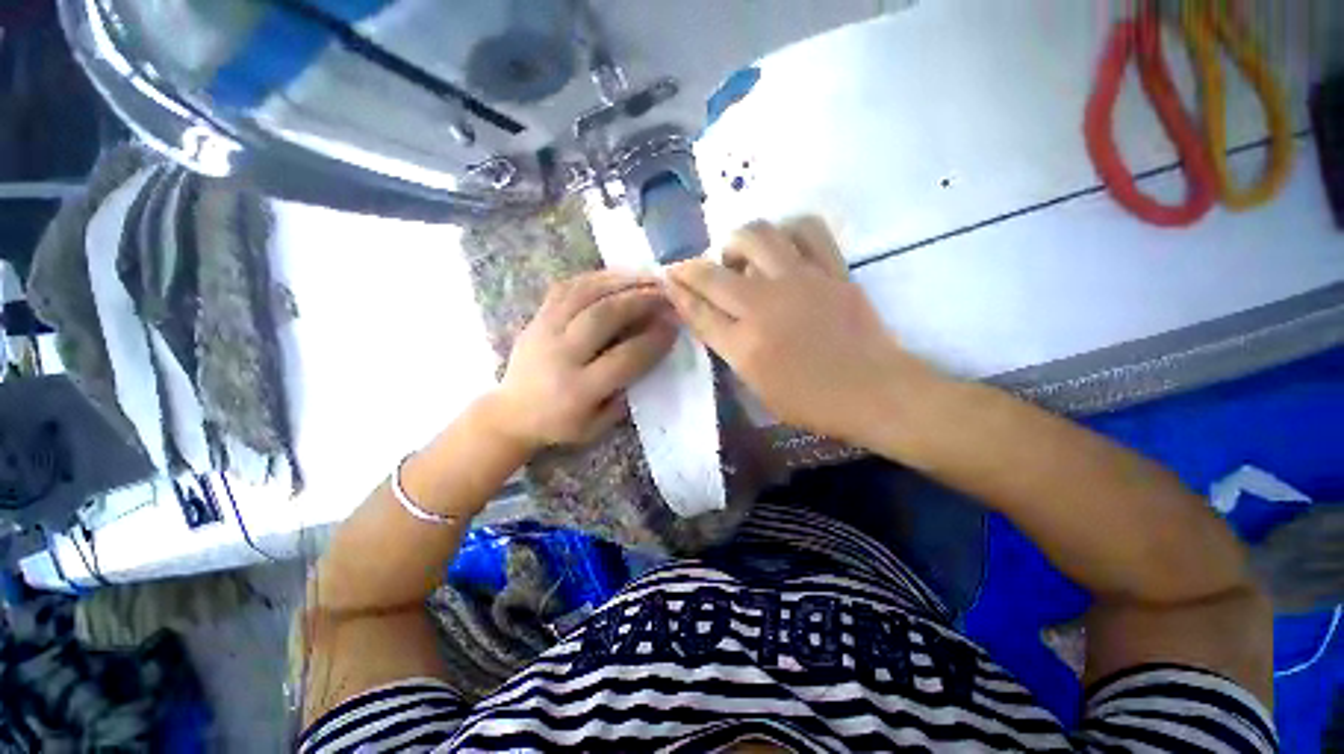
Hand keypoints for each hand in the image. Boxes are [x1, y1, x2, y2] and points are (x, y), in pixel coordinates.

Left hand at [491, 270, 677, 450]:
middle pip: (603, 316)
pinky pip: (566, 287)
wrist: (511, 414)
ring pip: (585, 294)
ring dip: (622, 282)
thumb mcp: (596, 426)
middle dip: (641, 301)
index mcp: (579, 389)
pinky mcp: (536, 317)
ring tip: (648, 277)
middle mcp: (561, 355)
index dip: (654, 340)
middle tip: (667, 293)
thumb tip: (648, 354)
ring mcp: (545, 330)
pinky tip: (617, 275)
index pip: (625, 358)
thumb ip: (624, 395)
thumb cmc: (560, 424)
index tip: (675, 325)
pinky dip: (596, 277)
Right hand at [666, 219, 927, 445]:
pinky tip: (783, 246)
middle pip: (713, 273)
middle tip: (695, 272)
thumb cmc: (812, 401)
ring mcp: (801, 281)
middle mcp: (765, 306)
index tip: (666, 278)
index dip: (677, 292)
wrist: (874, 391)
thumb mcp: (758, 387)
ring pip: (756, 235)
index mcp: (745, 345)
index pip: (698, 310)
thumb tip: (711, 317)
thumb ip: (730, 349)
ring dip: (737, 242)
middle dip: (690, 267)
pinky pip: (807, 229)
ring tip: (742, 259)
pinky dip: (788, 230)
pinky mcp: (832, 269)